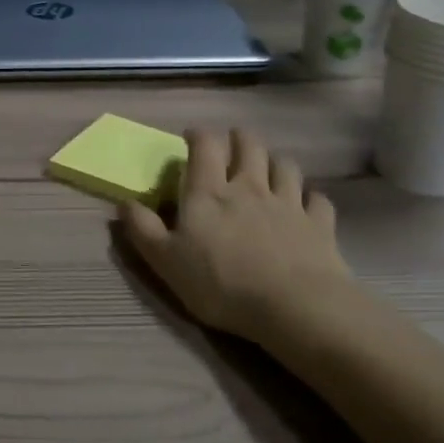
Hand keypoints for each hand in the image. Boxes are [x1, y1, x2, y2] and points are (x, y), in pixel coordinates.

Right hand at [118, 128, 359, 350]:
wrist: (295, 307)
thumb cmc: (221, 283)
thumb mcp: (166, 261)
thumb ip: (143, 229)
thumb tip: (123, 202)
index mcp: (209, 192)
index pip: (206, 146)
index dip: (199, 135)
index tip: (192, 138)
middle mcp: (250, 187)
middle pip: (250, 146)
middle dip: (239, 139)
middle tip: (232, 145)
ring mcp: (289, 203)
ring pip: (285, 166)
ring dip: (275, 162)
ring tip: (268, 169)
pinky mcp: (319, 224)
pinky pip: (317, 199)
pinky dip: (310, 198)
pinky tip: (305, 205)